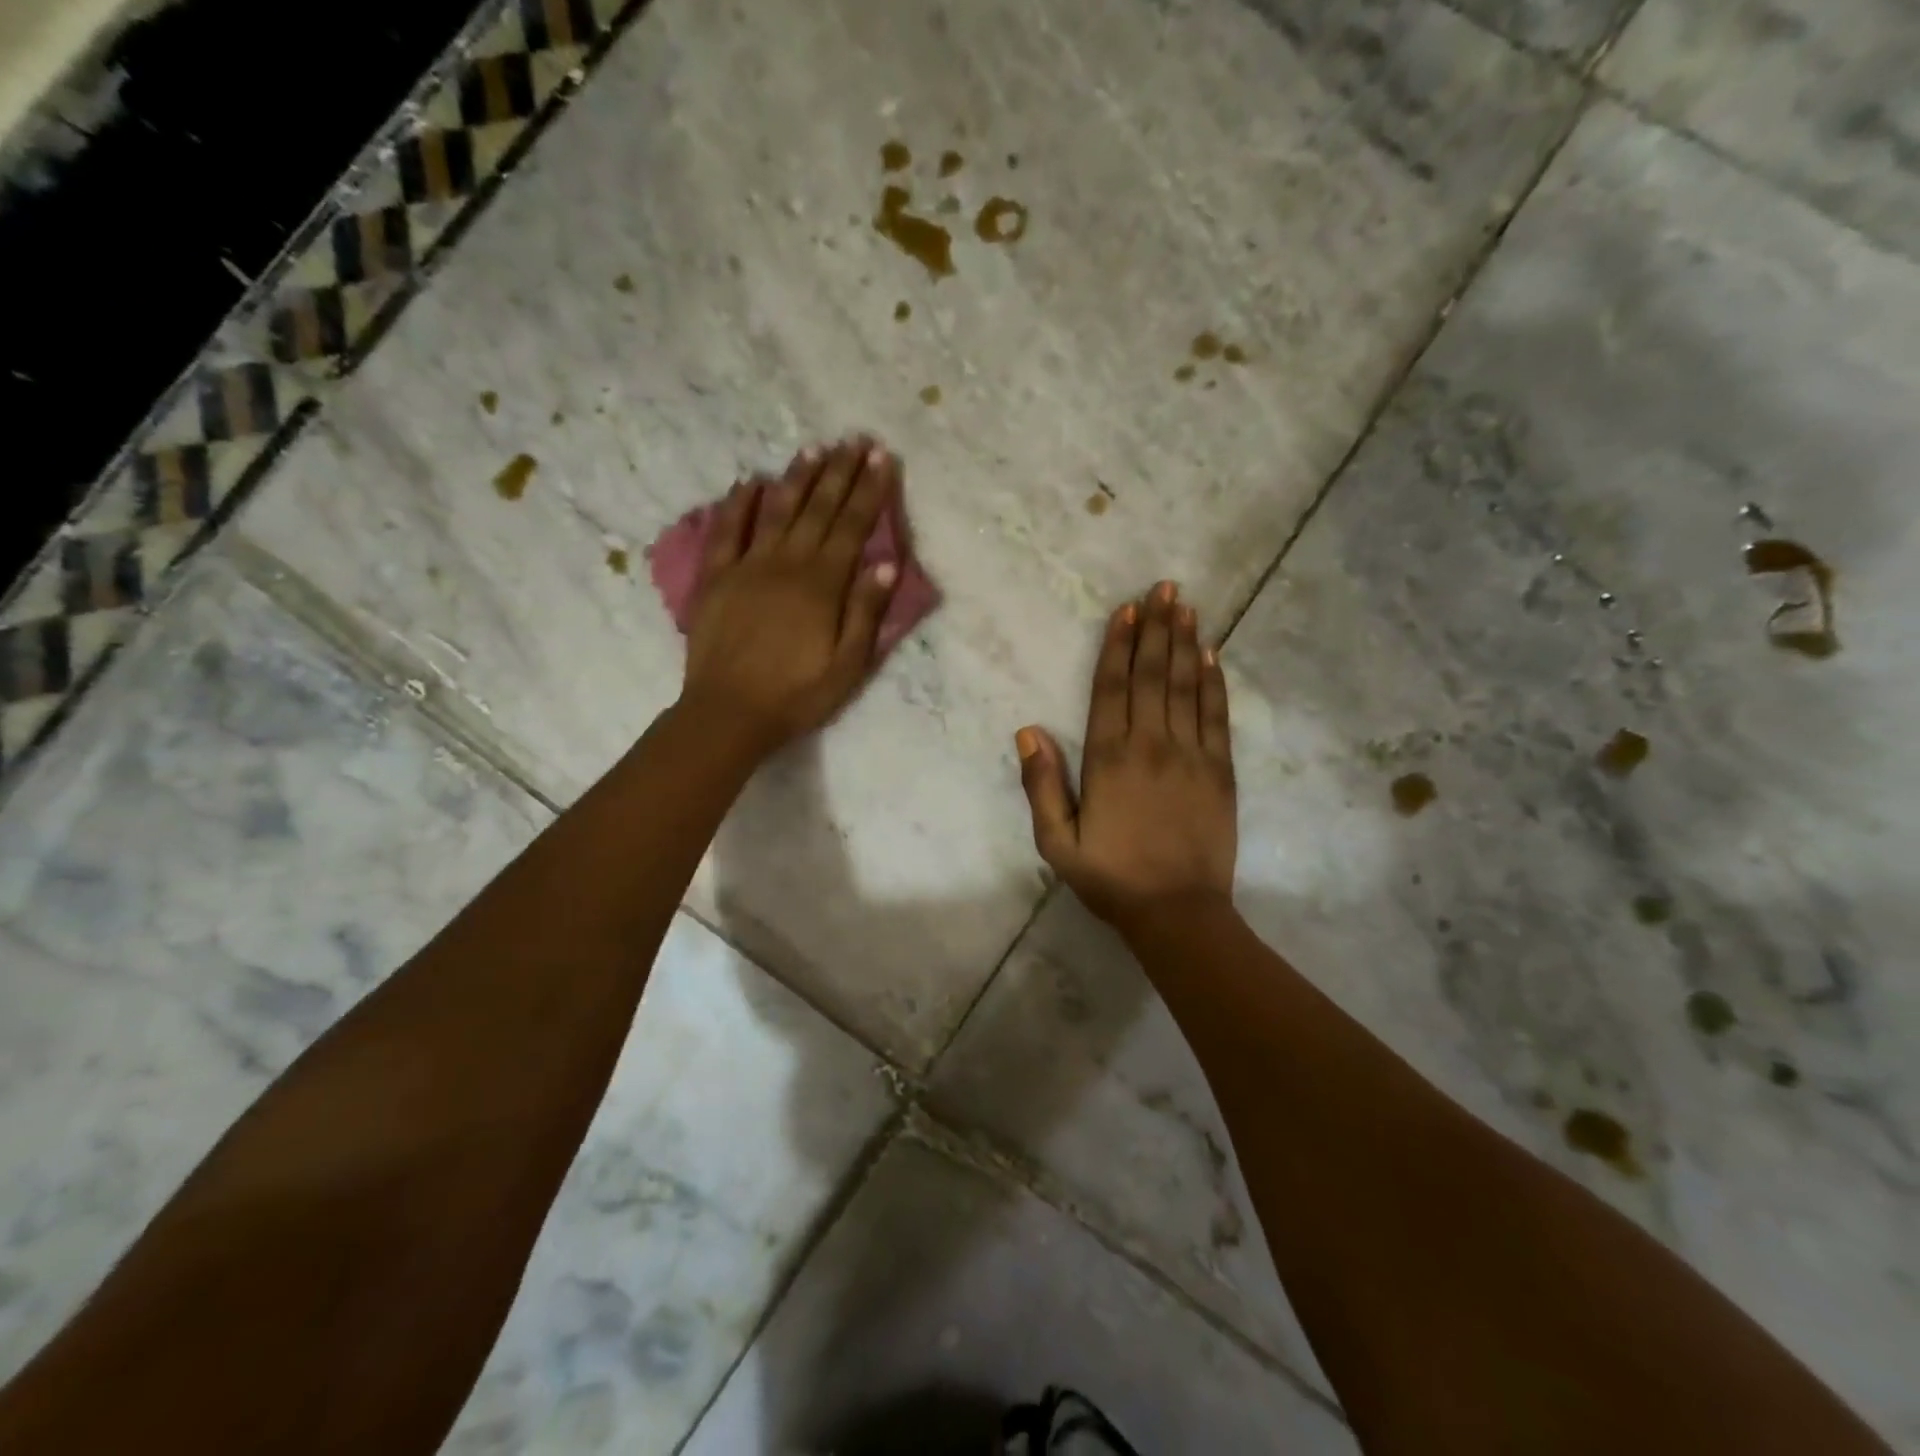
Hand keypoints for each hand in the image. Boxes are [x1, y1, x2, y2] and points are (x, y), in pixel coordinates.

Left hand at [681, 437, 901, 755]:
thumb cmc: (797, 695)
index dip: (869, 490)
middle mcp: (787, 564)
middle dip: (839, 473)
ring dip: (797, 478)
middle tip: (853, 440)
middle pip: (818, 509)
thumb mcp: (848, 665)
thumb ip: (866, 611)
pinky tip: (750, 482)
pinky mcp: (717, 578)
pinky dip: (739, 504)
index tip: (881, 457)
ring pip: (777, 511)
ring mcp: (748, 566)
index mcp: (822, 585)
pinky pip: (728, 532)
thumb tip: (887, 561)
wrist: (729, 713)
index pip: (852, 526)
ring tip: (814, 449)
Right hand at [1016, 581, 1236, 927]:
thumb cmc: (1111, 878)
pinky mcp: (1220, 771)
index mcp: (1108, 758)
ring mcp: (1191, 755)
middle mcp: (1151, 744)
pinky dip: (1214, 682)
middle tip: (1163, 588)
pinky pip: (1216, 716)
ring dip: (1185, 643)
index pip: (1111, 688)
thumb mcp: (1056, 842)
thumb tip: (1028, 730)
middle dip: (1156, 628)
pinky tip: (1212, 656)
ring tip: (1186, 606)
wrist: (1178, 912)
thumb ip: (1041, 785)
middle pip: (1152, 674)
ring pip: (1186, 686)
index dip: (1117, 645)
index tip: (1125, 610)